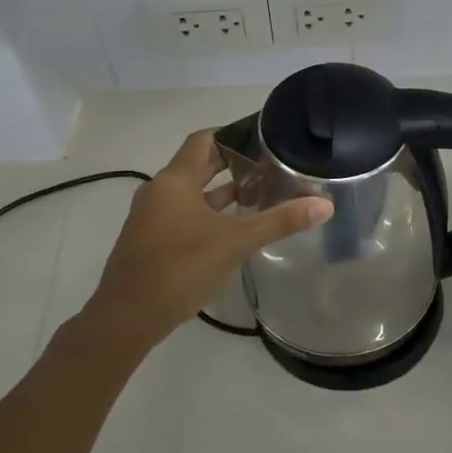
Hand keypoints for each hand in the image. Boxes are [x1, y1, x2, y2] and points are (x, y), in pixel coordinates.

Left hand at [86, 131, 332, 346]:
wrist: (127, 317)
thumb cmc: (180, 269)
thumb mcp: (235, 244)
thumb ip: (279, 222)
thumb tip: (324, 204)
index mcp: (175, 181)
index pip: (205, 140)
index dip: (233, 134)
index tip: (263, 136)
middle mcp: (159, 191)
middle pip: (198, 164)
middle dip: (232, 163)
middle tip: (270, 164)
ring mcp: (151, 216)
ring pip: (191, 192)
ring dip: (221, 190)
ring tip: (259, 192)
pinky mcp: (150, 239)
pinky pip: (183, 212)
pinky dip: (208, 212)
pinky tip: (232, 226)